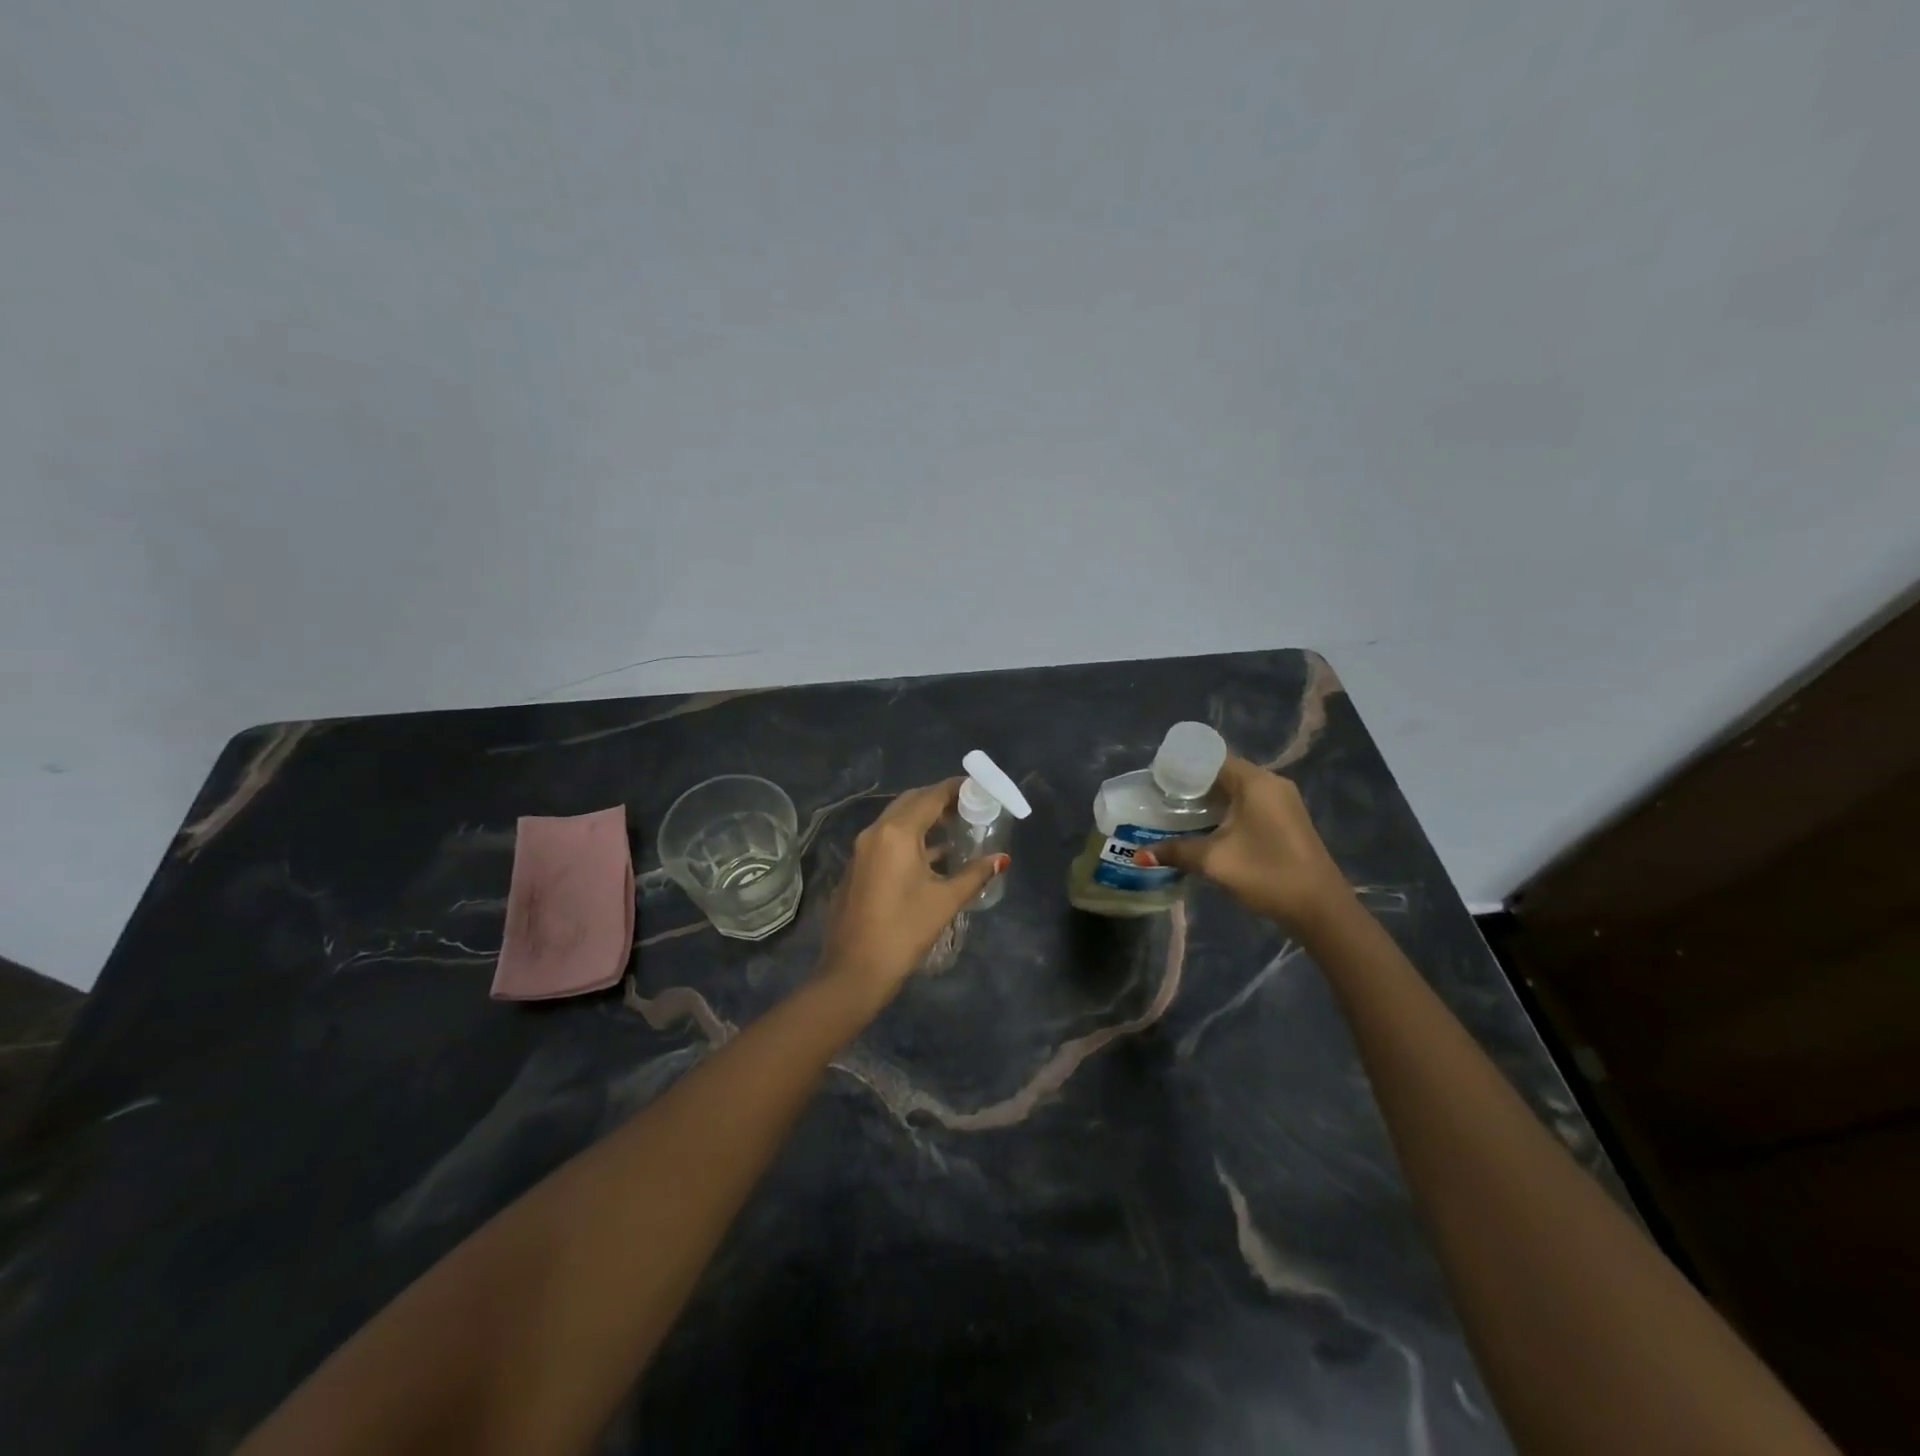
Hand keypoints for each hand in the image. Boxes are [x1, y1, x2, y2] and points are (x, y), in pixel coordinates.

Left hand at [817, 779, 1006, 1001]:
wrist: (854, 970)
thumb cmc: (904, 931)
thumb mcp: (944, 901)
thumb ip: (975, 873)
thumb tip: (1001, 858)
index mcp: (896, 833)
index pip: (930, 796)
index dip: (955, 789)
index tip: (978, 787)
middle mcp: (875, 832)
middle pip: (911, 802)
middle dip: (939, 800)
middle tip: (969, 806)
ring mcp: (862, 849)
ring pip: (897, 820)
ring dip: (924, 819)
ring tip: (956, 826)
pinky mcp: (858, 867)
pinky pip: (887, 838)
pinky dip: (910, 837)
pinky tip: (933, 854)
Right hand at [1136, 756, 1350, 933]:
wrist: (1320, 909)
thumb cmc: (1266, 872)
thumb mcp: (1214, 861)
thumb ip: (1176, 851)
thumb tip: (1140, 854)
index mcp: (1255, 781)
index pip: (1211, 759)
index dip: (1181, 767)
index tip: (1156, 780)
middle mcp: (1271, 783)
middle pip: (1222, 773)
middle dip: (1191, 786)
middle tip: (1160, 798)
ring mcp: (1282, 802)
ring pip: (1235, 791)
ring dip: (1208, 801)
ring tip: (1176, 814)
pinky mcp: (1286, 821)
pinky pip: (1248, 805)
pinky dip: (1225, 812)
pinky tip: (1206, 829)